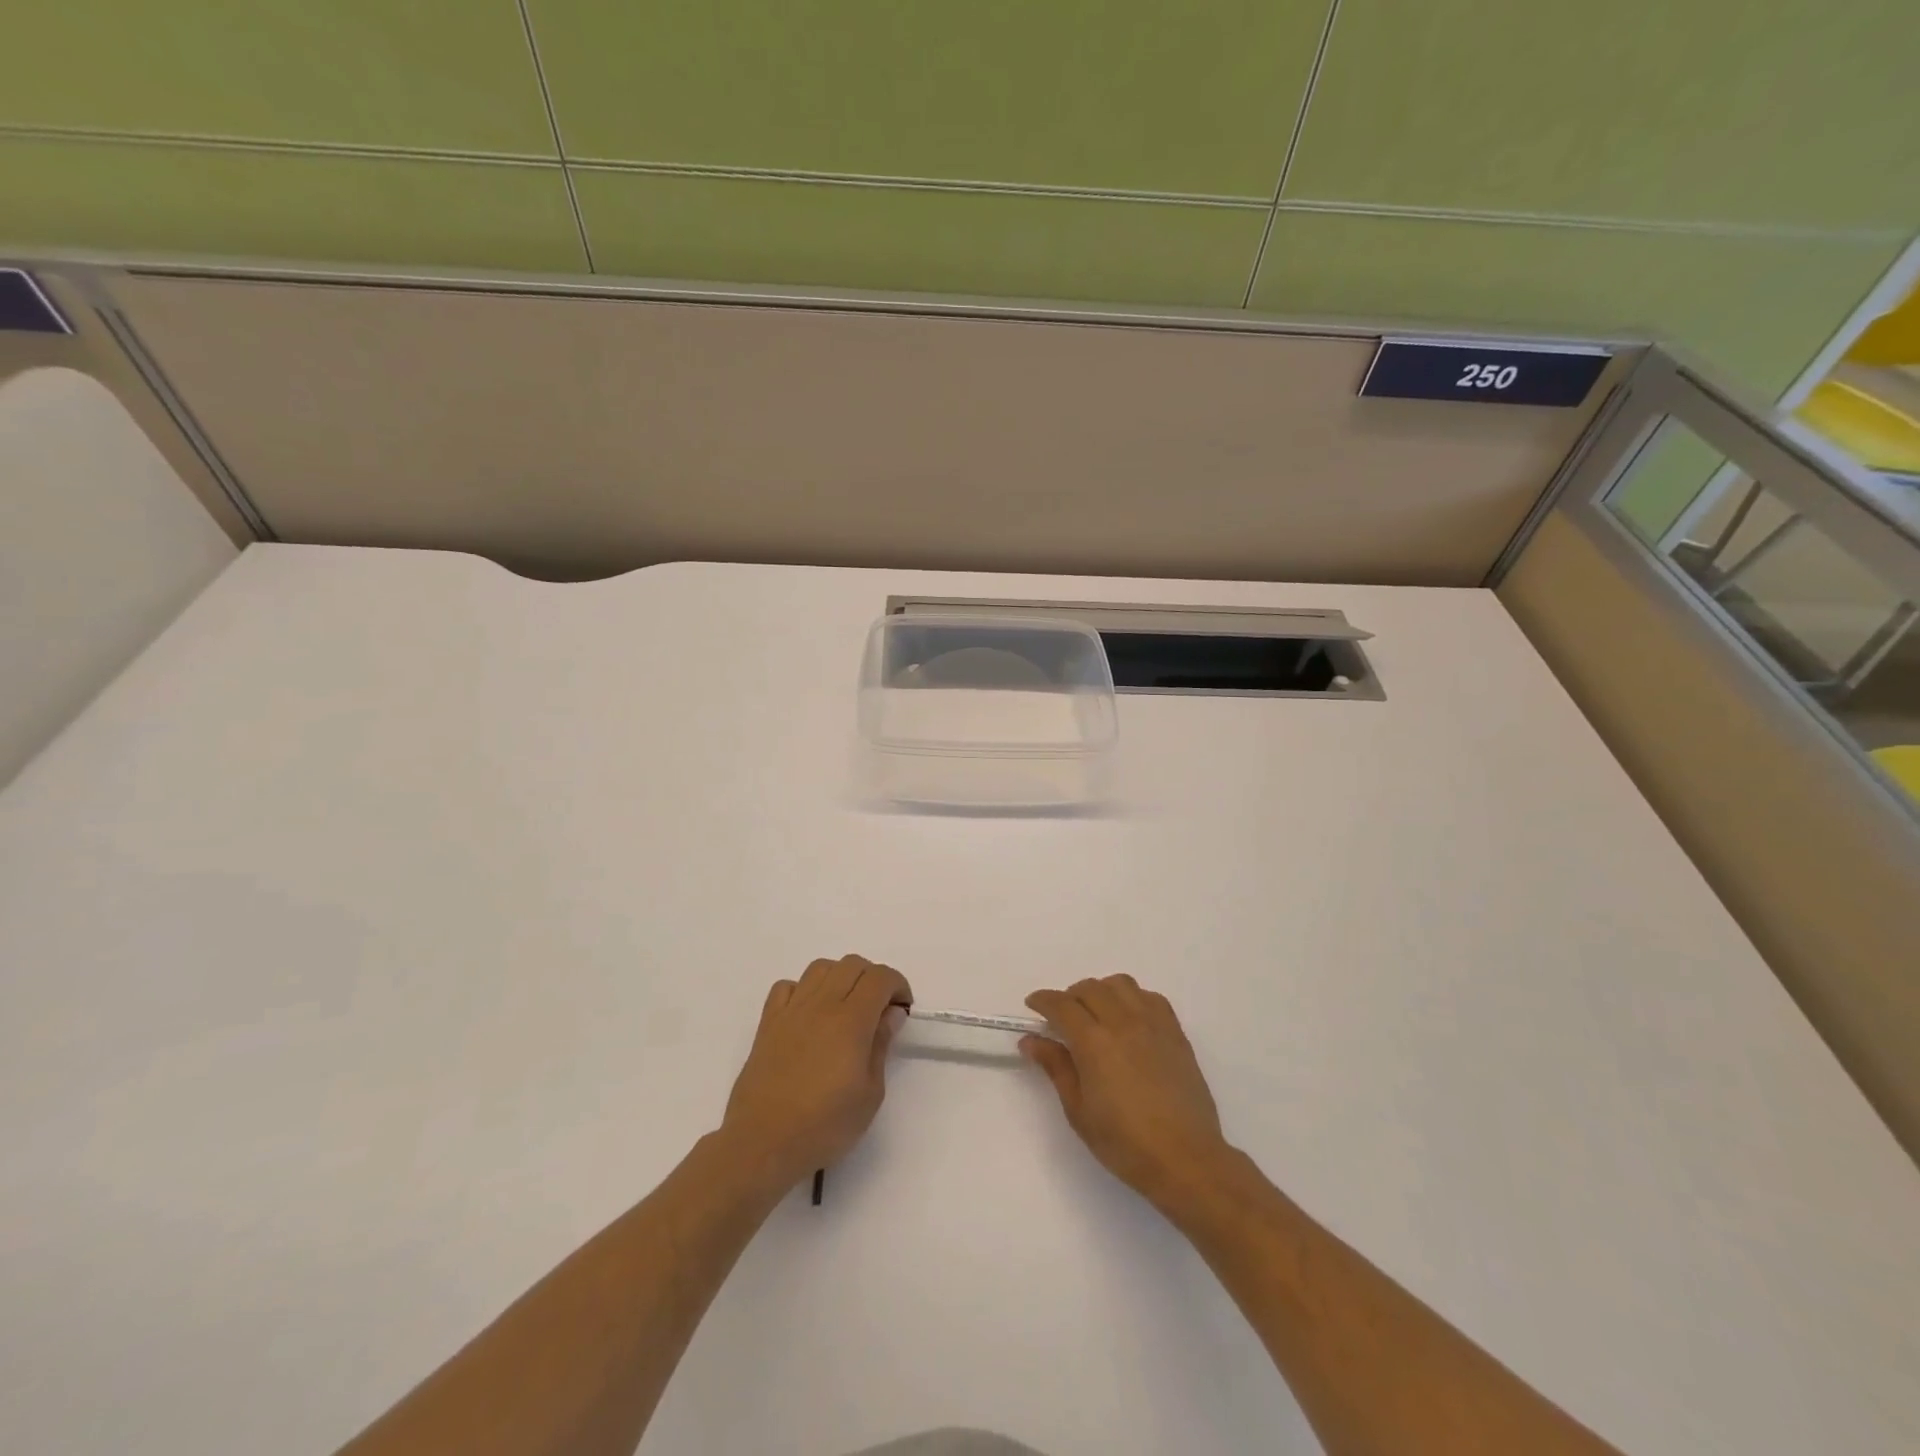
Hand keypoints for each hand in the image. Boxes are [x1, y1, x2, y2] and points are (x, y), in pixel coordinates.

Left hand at [719, 955, 911, 1193]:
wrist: (762, 1142)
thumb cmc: (824, 1125)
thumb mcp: (870, 1094)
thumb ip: (881, 1046)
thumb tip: (890, 1014)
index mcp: (851, 1020)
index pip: (880, 977)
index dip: (898, 985)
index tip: (901, 1010)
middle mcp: (821, 1004)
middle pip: (852, 964)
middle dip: (873, 978)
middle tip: (878, 1010)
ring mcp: (791, 1010)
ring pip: (820, 968)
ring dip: (840, 978)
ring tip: (845, 1008)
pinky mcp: (768, 1023)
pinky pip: (787, 987)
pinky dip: (803, 990)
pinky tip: (809, 1014)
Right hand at [1022, 976, 1232, 1207]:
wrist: (1186, 1159)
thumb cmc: (1125, 1143)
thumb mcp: (1079, 1111)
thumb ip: (1056, 1067)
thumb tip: (1031, 1041)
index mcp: (1094, 1042)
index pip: (1061, 1005)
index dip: (1043, 1001)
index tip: (1033, 1005)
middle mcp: (1123, 1022)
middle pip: (1090, 988)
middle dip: (1069, 996)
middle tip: (1062, 1018)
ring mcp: (1153, 1024)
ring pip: (1121, 984)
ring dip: (1101, 991)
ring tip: (1096, 1014)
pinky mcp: (1175, 1032)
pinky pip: (1150, 997)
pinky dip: (1133, 998)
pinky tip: (1129, 1019)